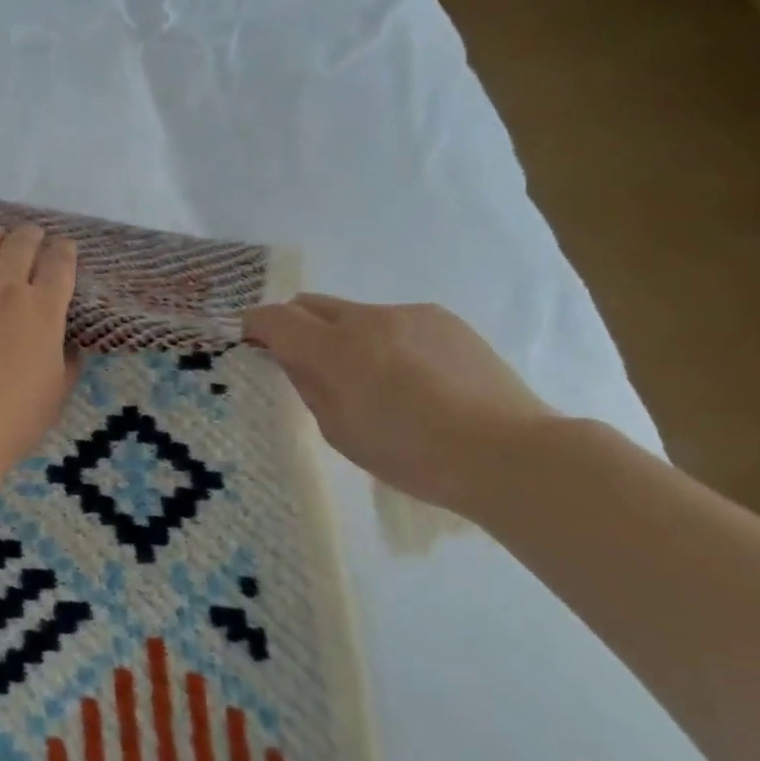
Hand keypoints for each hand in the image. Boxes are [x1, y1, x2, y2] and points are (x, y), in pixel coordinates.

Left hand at [0, 224, 79, 481]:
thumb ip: (67, 362)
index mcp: (44, 310)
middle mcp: (7, 289)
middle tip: (31, 235)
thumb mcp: (56, 392)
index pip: (60, 266)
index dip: (64, 251)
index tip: (64, 246)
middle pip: (21, 245)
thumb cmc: (14, 418)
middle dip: (30, 235)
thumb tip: (69, 345)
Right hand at [242, 294, 557, 511]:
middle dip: (295, 325)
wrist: (509, 454)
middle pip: (310, 304)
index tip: (250, 341)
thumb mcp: (340, 432)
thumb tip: (293, 359)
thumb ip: (308, 386)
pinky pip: (394, 321)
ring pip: (354, 314)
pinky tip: (412, 378)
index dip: (254, 326)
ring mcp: (409, 314)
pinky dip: (385, 340)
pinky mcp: (444, 319)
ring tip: (370, 377)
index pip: (275, 318)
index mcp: (335, 349)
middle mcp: (367, 318)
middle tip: (302, 360)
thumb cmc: (412, 455)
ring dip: (344, 335)